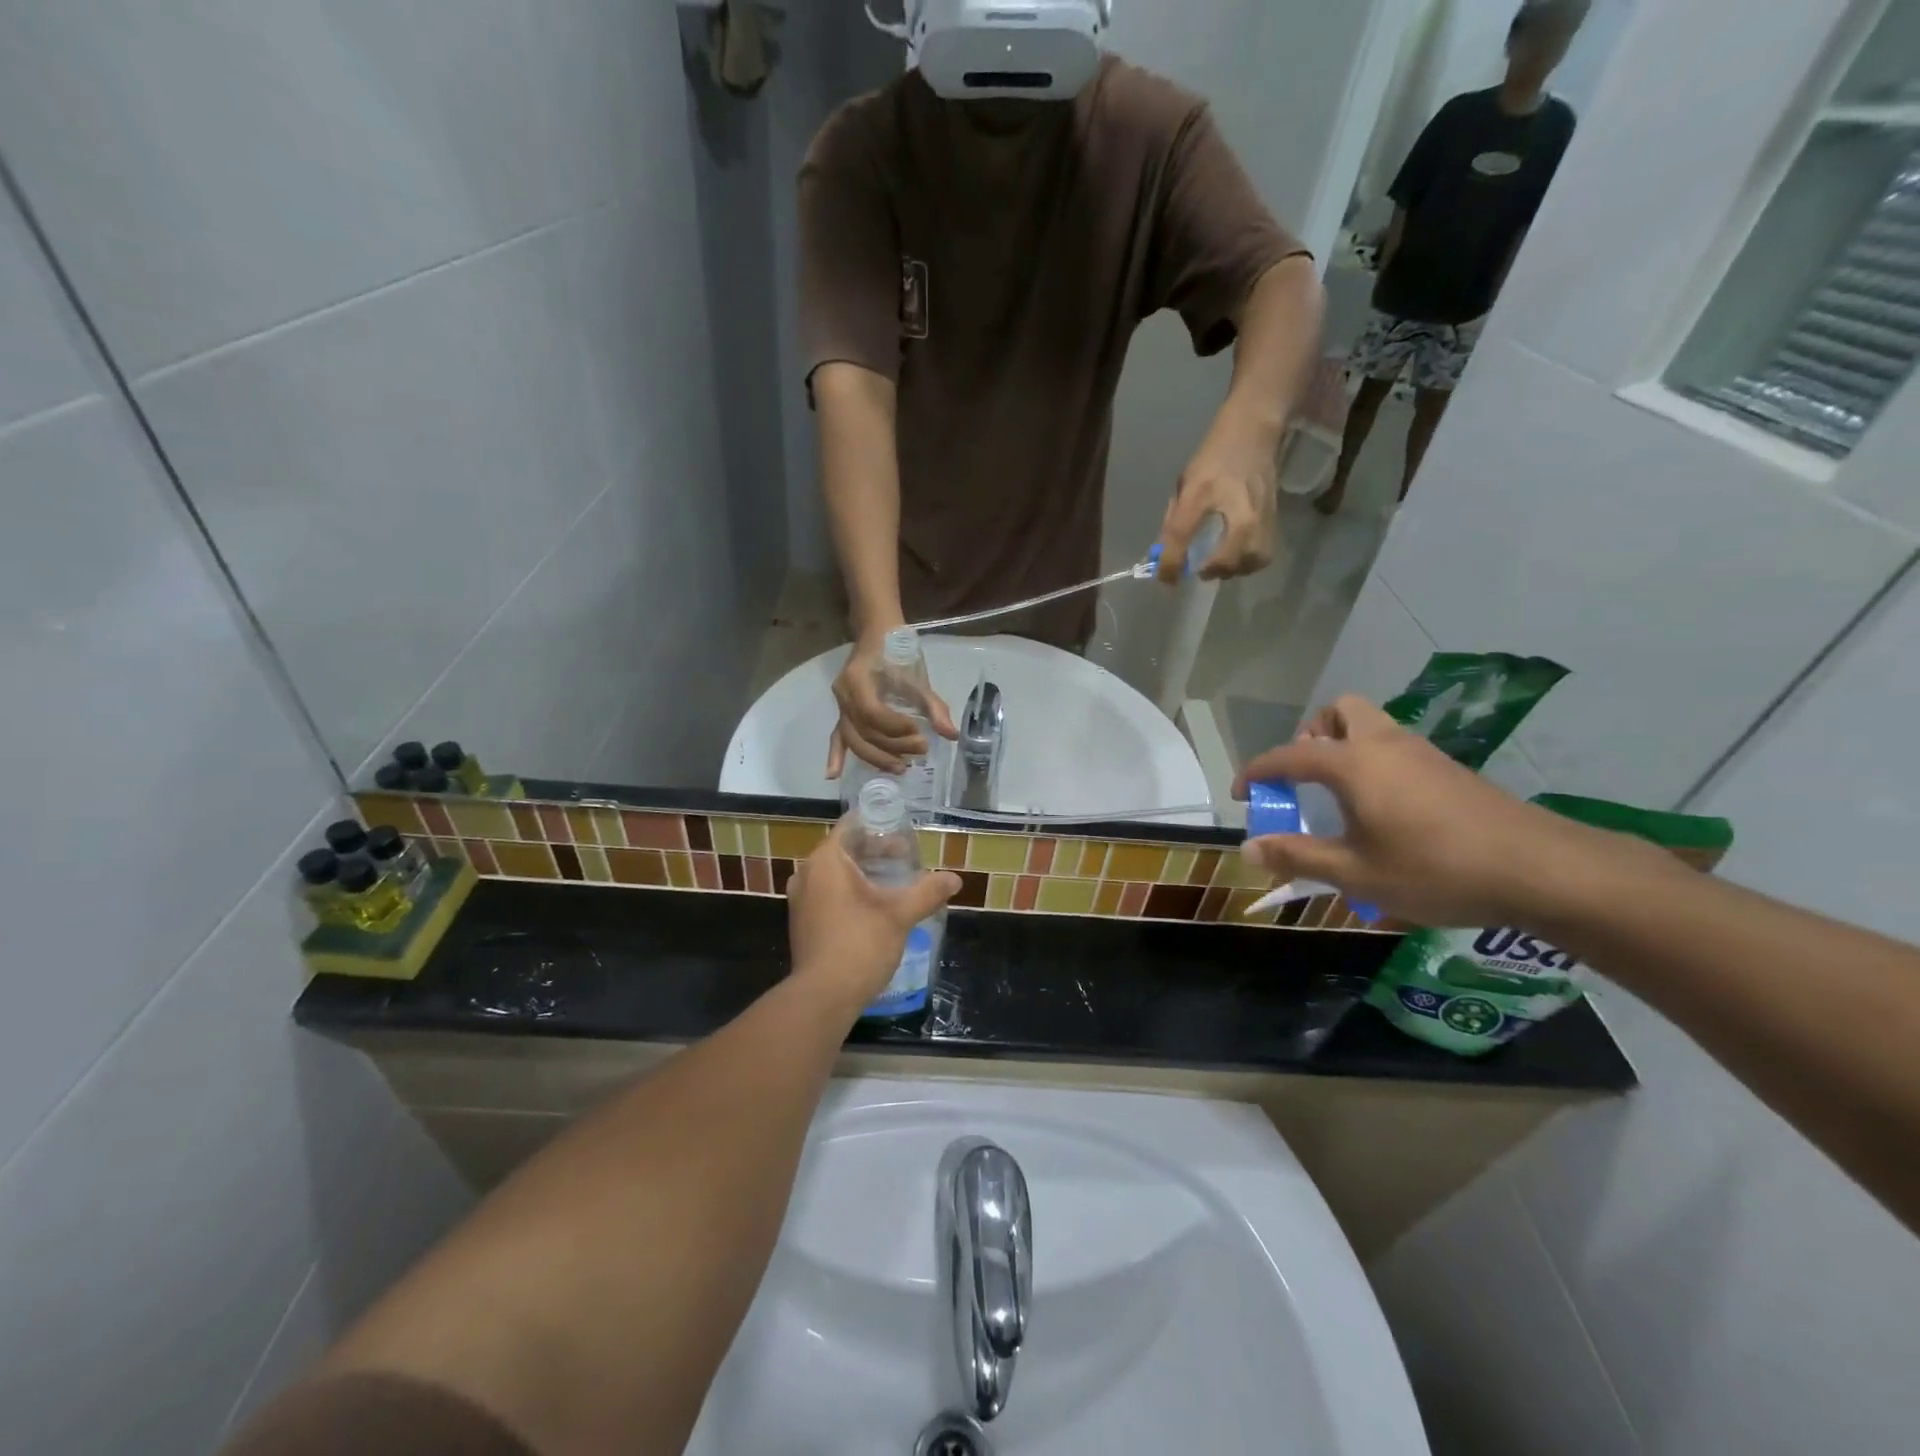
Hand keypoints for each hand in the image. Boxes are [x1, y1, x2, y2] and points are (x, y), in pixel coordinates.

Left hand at [787, 818, 961, 1015]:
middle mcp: (808, 873)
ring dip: (865, 873)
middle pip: (845, 849)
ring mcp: (801, 899)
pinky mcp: (803, 921)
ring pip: (836, 873)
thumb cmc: (860, 944)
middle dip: (876, 852)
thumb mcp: (900, 915)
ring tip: (896, 881)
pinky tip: (875, 906)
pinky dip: (851, 891)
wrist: (823, 996)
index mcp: (827, 860)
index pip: (852, 826)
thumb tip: (955, 879)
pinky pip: (828, 893)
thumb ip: (927, 892)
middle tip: (908, 858)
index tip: (904, 832)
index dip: (880, 826)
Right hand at [825, 631, 958, 778]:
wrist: (877, 633)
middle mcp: (844, 696)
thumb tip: (951, 735)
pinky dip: (835, 755)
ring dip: (876, 757)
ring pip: (853, 739)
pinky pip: (837, 736)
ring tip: (901, 767)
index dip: (896, 728)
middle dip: (892, 746)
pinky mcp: (842, 712)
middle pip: (864, 732)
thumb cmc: (898, 652)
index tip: (920, 731)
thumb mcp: (918, 677)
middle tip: (920, 751)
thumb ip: (933, 707)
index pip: (874, 714)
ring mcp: (840, 705)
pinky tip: (833, 775)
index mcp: (858, 681)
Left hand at [1156, 421, 1277, 581]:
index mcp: (1203, 490)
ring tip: (1219, 565)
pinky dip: (1248, 562)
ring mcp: (1261, 512)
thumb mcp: (1185, 483)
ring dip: (1233, 569)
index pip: (1182, 533)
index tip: (1165, 578)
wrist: (1253, 431)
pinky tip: (1236, 557)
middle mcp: (1236, 504)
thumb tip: (1166, 555)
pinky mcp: (1275, 517)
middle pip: (1230, 556)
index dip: (1170, 562)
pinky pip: (1264, 553)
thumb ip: (1175, 520)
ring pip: (1252, 559)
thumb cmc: (1213, 458)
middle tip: (1199, 569)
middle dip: (1212, 570)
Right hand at [1233, 696, 1669, 927]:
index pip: (1289, 755)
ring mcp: (1422, 752)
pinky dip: (1374, 762)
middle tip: (1305, 777)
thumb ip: (1297, 856)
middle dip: (1311, 736)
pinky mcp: (1449, 769)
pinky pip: (1395, 747)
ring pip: (1371, 725)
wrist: (1540, 869)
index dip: (1258, 772)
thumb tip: (1247, 848)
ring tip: (1339, 797)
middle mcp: (1384, 744)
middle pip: (1338, 712)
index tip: (1242, 793)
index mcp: (1353, 763)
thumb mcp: (1355, 873)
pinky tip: (1384, 809)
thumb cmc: (1434, 869)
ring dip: (1344, 747)